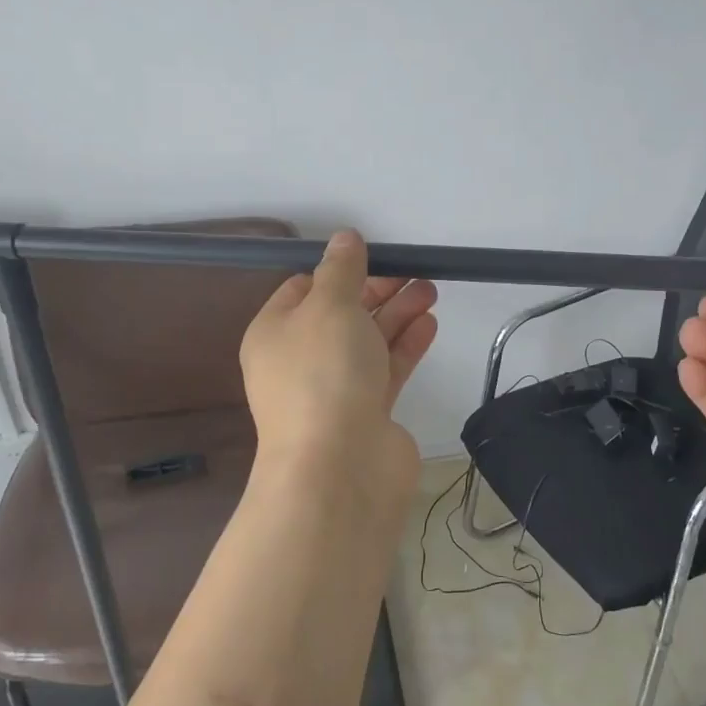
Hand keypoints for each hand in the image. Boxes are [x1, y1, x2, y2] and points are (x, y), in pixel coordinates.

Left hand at [240, 230, 438, 502]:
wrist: (339, 467)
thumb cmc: (323, 374)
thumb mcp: (329, 306)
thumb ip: (341, 269)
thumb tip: (344, 238)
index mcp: (275, 333)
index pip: (302, 290)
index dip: (336, 271)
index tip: (372, 256)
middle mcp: (300, 361)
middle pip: (340, 315)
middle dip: (376, 290)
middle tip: (414, 271)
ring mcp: (334, 390)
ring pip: (367, 342)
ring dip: (397, 314)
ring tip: (430, 289)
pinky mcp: (366, 413)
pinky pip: (386, 370)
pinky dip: (406, 346)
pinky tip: (429, 324)